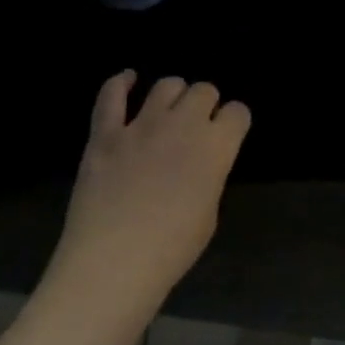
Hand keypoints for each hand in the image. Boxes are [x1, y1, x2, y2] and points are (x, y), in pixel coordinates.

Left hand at [46, 72, 251, 309]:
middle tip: (197, 126)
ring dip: (174, 94)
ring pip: (167, 85)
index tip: (227, 134)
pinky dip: (121, 83)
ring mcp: (142, 125)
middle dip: (206, 104)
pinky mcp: (105, 134)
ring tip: (168, 110)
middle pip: (204, 90)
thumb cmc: (172, 249)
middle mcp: (184, 125)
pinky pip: (112, 96)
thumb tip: (200, 163)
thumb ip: (209, 174)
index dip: (233, 121)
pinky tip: (128, 80)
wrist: (112, 265)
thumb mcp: (210, 212)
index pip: (238, 111)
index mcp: (217, 146)